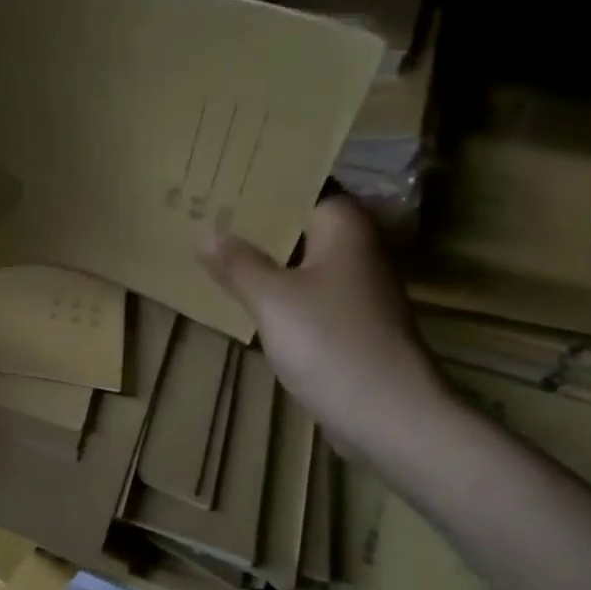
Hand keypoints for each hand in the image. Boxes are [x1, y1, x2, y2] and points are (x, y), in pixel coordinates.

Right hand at [200, 196, 446, 456]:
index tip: (218, 174)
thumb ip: (238, 263)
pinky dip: (274, 286)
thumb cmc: (330, 342)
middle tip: (202, 206)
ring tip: (210, 242)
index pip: (301, 184)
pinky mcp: (346, 320)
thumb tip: (208, 234)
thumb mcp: (272, 299)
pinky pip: (302, 289)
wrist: (388, 415)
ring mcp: (352, 286)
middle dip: (253, 218)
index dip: (260, 179)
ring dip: (260, 254)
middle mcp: (353, 248)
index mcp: (343, 227)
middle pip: (297, 221)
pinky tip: (239, 289)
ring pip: (297, 257)